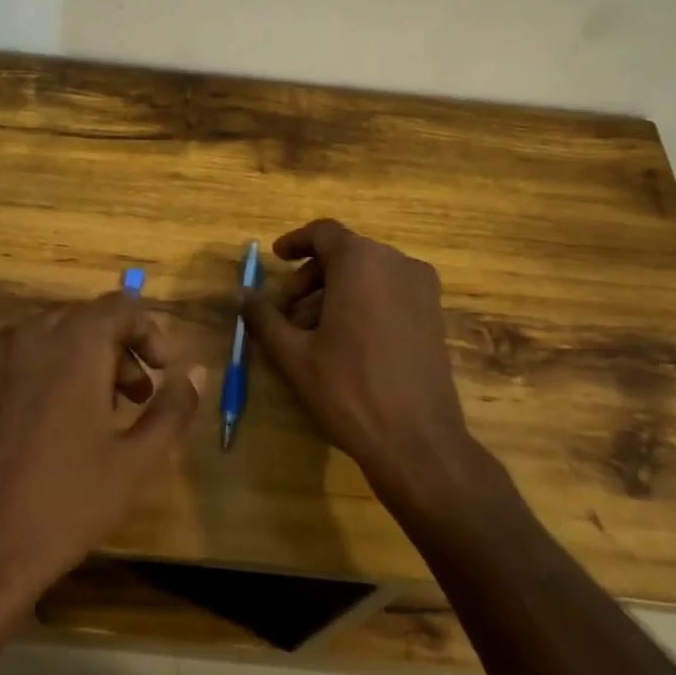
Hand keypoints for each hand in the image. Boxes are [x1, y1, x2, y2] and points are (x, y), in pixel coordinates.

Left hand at [0, 293, 203, 674]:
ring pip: (43, 342)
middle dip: (115, 350)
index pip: (121, 306)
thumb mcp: (135, 462)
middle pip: (82, 321)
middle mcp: (26, 338)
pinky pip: (9, 371)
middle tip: (132, 397)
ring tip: (90, 417)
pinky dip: (36, 383)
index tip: (161, 372)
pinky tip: (39, 437)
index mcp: (73, 344)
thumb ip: (173, 408)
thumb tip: (196, 371)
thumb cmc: (64, 504)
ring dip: (76, 364)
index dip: (149, 332)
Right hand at [241, 220, 480, 501]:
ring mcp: (422, 288)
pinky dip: (363, 301)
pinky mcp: (434, 313)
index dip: (295, 242)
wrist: (418, 441)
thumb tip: (240, 294)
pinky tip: (345, 341)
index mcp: (362, 261)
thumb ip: (264, 317)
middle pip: (345, 253)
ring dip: (335, 291)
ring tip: (311, 332)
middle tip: (287, 310)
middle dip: (311, 276)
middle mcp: (397, 263)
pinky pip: (390, 291)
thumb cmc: (349, 390)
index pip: (324, 233)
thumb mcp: (295, 354)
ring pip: (368, 274)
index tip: (276, 259)